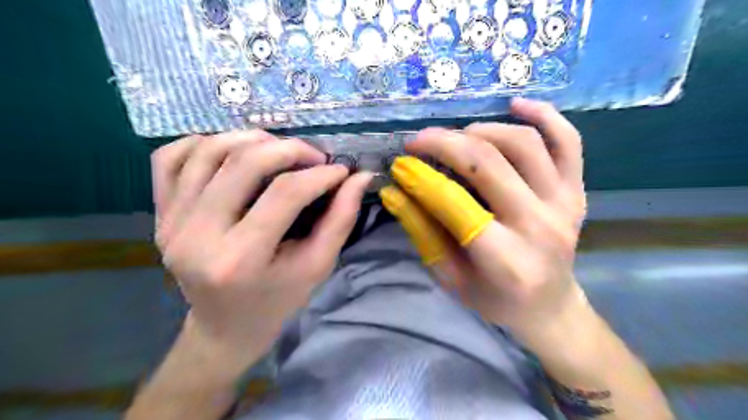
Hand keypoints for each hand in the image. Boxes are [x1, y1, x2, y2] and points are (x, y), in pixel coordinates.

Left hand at [152, 129, 372, 361]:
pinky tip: (232, 152)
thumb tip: (360, 177)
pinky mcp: (160, 215)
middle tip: (314, 156)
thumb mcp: (317, 266)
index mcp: (240, 260)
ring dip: (250, 139)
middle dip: (288, 149)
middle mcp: (196, 237)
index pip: (285, 195)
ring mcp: (171, 223)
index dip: (319, 175)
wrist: (224, 327)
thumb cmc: (278, 300)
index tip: (341, 171)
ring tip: (278, 149)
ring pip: (206, 152)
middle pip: (243, 164)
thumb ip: (340, 220)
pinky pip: (170, 159)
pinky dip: (204, 144)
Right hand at [382, 98, 586, 347]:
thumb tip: (393, 191)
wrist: (549, 307)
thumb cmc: (493, 299)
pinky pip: (568, 142)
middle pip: (488, 163)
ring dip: (482, 130)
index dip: (421, 177)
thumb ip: (422, 231)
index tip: (400, 164)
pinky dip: (545, 115)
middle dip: (445, 143)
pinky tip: (516, 104)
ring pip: (524, 144)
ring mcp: (564, 204)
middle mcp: (538, 225)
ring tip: (457, 137)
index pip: (454, 202)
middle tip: (419, 140)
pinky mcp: (578, 191)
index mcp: (503, 259)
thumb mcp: (449, 276)